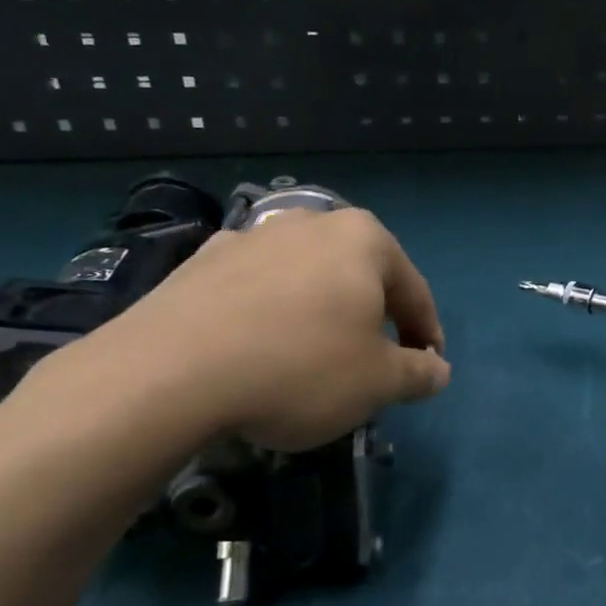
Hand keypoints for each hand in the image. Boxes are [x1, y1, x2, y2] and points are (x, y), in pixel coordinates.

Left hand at [38, 207, 450, 451]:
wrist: (167, 374)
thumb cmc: (300, 368)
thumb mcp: (379, 382)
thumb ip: (419, 373)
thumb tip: (437, 370)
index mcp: (363, 239)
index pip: (414, 291)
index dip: (427, 335)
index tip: (427, 370)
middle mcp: (310, 223)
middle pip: (360, 277)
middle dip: (374, 320)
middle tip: (375, 364)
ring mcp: (251, 237)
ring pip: (308, 280)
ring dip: (322, 315)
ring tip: (314, 359)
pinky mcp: (201, 261)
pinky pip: (257, 289)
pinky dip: (271, 314)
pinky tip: (259, 349)